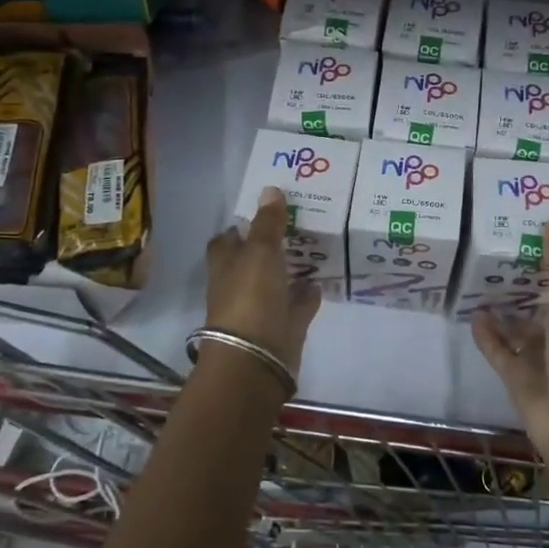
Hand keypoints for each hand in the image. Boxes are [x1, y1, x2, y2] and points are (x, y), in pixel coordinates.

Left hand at [206, 186, 321, 374]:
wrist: (256, 358)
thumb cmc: (250, 298)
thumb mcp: (260, 252)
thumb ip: (268, 223)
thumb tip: (270, 189)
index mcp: (226, 264)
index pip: (228, 239)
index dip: (242, 226)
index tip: (266, 211)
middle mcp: (240, 284)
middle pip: (254, 260)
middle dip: (272, 244)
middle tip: (300, 223)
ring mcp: (261, 308)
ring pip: (277, 282)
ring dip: (291, 268)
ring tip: (316, 246)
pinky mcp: (283, 327)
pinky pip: (296, 305)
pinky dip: (307, 293)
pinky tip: (322, 279)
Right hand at [472, 220, 548, 488]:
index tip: (531, 234)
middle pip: (543, 305)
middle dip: (524, 284)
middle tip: (496, 253)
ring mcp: (541, 359)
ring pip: (520, 329)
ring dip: (503, 309)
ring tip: (479, 281)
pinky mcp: (518, 378)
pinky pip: (500, 351)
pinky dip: (487, 335)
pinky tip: (472, 314)